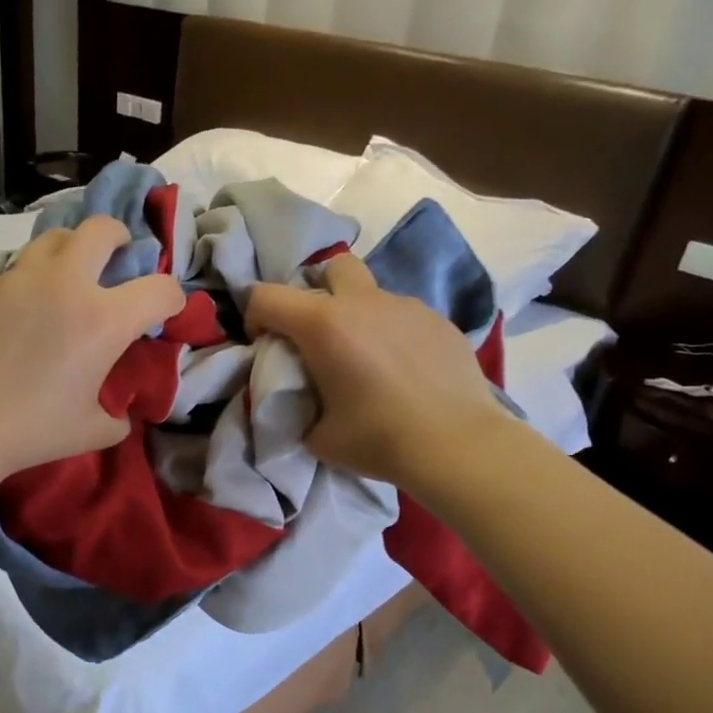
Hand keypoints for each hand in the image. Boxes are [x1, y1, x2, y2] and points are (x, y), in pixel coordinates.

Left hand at [0, 216, 184, 476]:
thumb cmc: (32, 429)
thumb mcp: (92, 431)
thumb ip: (117, 416)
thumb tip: (120, 413)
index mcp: (103, 320)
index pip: (160, 289)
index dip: (173, 299)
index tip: (165, 311)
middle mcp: (65, 284)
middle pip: (101, 229)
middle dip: (119, 237)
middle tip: (116, 257)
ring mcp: (18, 279)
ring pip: (53, 237)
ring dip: (71, 250)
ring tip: (67, 275)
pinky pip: (14, 271)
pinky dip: (28, 283)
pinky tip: (19, 313)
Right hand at [245, 254, 507, 489]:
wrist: (457, 445)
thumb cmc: (379, 439)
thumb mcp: (318, 435)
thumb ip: (298, 406)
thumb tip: (298, 399)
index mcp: (324, 325)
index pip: (266, 295)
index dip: (255, 316)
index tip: (265, 344)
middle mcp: (364, 302)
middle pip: (331, 267)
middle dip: (316, 290)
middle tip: (318, 334)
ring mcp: (406, 307)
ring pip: (371, 293)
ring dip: (358, 315)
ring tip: (367, 358)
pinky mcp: (439, 321)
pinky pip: (403, 315)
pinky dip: (392, 333)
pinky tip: (404, 370)